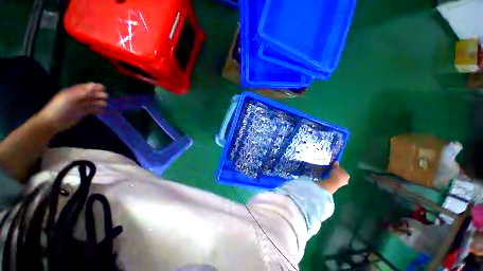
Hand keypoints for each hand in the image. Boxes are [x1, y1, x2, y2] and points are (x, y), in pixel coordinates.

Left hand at [36, 83, 107, 132]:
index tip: (104, 88)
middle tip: (106, 96)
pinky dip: (96, 110)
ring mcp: (79, 106)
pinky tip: (101, 111)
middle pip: (90, 95)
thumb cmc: (60, 107)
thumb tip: (94, 85)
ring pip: (91, 102)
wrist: (52, 121)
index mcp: (73, 92)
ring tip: (105, 104)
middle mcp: (77, 98)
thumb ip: (82, 91)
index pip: (85, 87)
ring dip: (98, 102)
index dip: (94, 87)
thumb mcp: (70, 97)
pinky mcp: (80, 113)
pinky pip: (90, 110)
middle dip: (98, 95)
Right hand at [318, 162, 349, 193]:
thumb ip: (336, 164)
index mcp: (347, 175)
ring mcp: (343, 184)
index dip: (338, 169)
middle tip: (331, 171)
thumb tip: (336, 161)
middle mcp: (347, 180)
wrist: (333, 183)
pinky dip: (333, 180)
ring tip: (330, 175)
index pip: (342, 170)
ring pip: (338, 178)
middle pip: (341, 175)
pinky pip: (335, 181)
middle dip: (337, 173)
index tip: (333, 168)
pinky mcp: (338, 186)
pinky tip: (330, 178)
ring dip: (335, 177)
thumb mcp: (335, 167)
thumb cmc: (335, 174)